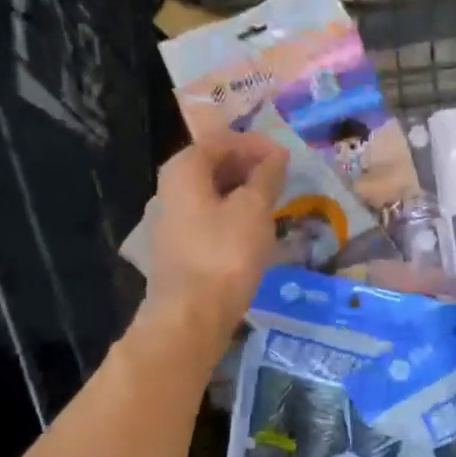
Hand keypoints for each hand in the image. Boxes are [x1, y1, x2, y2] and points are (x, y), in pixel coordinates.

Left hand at [142, 131, 287, 354]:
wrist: (192, 315)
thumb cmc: (225, 253)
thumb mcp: (254, 209)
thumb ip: (266, 177)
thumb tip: (276, 156)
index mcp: (183, 170)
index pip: (221, 141)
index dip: (255, 145)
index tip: (285, 157)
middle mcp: (170, 190)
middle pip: (212, 167)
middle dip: (248, 168)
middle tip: (281, 180)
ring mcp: (171, 222)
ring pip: (211, 196)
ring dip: (242, 195)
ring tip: (273, 205)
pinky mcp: (179, 250)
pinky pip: (209, 221)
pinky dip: (232, 218)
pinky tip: (254, 233)